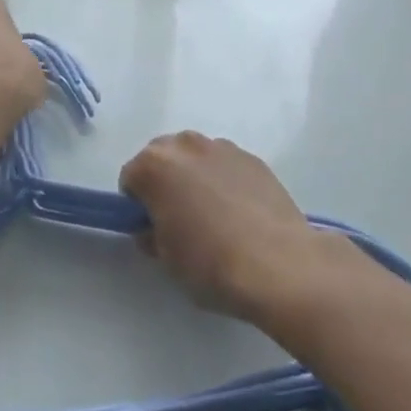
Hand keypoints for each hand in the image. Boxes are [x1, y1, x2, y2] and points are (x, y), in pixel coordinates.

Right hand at [120, 132, 344, 323]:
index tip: (151, 227)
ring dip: (195, 176)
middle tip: (179, 218)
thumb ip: (152, 234)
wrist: (279, 265)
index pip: (130, 177)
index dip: (137, 205)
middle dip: (164, 181)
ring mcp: (222, 147)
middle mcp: (185, 145)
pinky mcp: (253, 158)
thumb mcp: (166, 259)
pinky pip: (226, 165)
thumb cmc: (210, 263)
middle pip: (162, 157)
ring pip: (196, 157)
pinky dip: (225, 180)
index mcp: (154, 166)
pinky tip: (240, 213)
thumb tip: (156, 227)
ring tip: (214, 215)